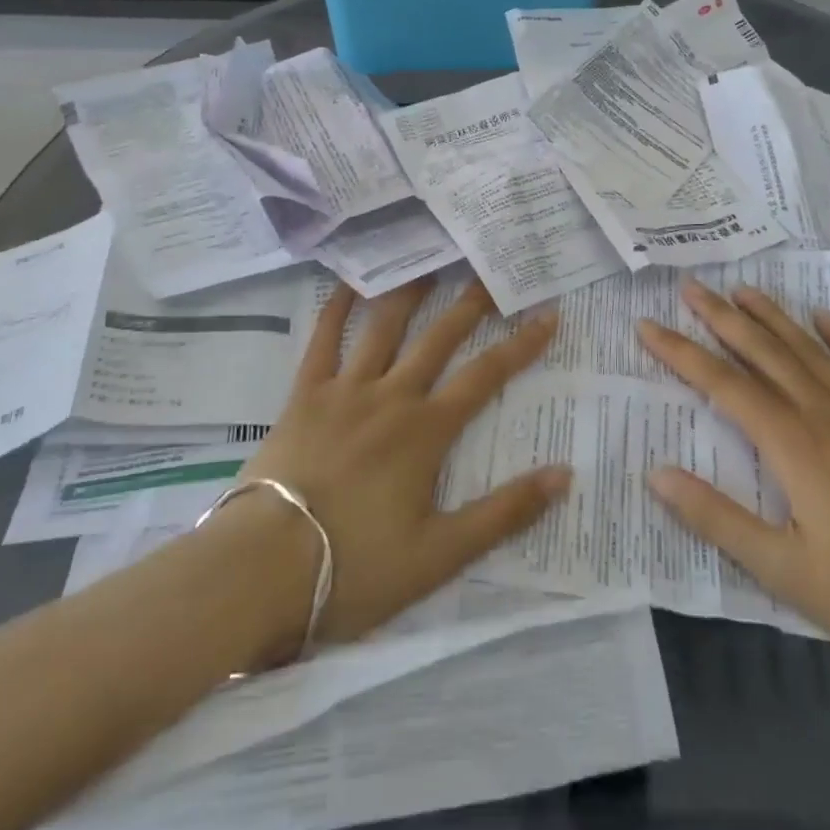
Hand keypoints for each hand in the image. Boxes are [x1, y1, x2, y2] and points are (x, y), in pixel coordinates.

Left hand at [229, 277, 569, 660]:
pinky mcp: (305, 394)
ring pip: (384, 326)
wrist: (265, 569)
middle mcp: (392, 395)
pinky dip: (337, 307)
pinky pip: (323, 339)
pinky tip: (349, 280)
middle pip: (439, 337)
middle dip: (470, 304)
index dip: (521, 345)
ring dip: (409, 291)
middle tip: (491, 271)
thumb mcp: (441, 555)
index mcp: (427, 430)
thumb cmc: (356, 567)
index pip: (486, 376)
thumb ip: (504, 513)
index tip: (548, 315)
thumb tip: (564, 474)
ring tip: (429, 260)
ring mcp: (345, 389)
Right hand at [637, 281, 829, 664]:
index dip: (680, 352)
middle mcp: (824, 413)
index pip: (722, 384)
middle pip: (763, 352)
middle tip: (689, 286)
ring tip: (741, 289)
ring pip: (808, 350)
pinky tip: (826, 317)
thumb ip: (717, 519)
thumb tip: (657, 474)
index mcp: (792, 445)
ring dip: (772, 316)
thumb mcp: (785, 571)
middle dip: (721, 317)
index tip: (647, 325)